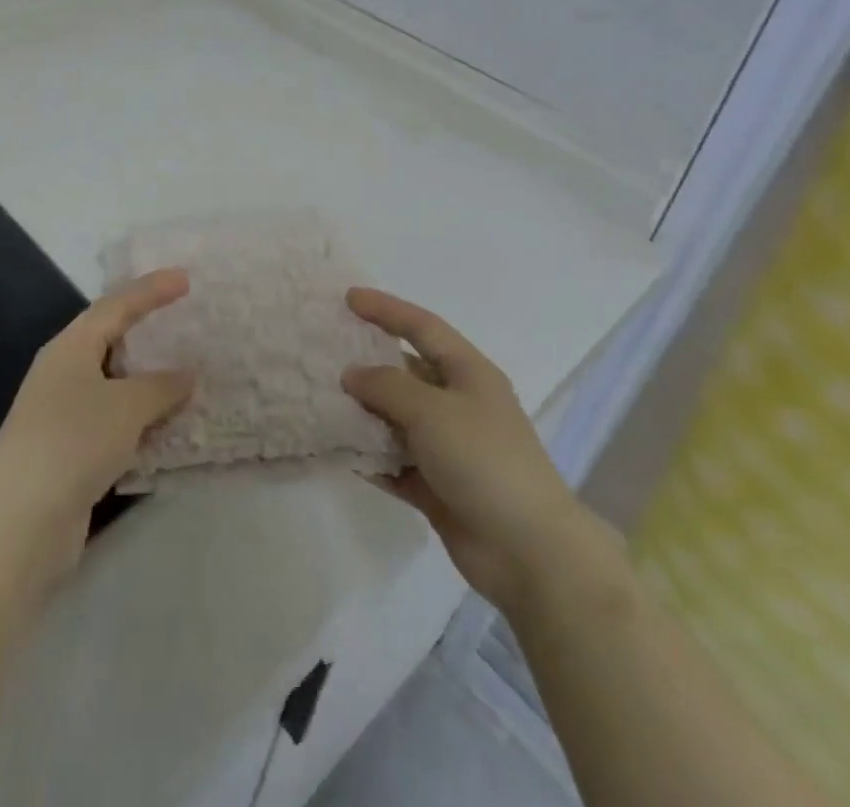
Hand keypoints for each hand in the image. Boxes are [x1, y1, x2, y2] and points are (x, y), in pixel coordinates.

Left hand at [0, 269, 195, 587]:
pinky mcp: (71, 453)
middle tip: (186, 325)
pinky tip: (169, 429)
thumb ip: (161, 386)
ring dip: (150, 384)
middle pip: (112, 342)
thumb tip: (187, 374)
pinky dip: (142, 422)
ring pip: (116, 386)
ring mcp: (65, 415)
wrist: (18, 521)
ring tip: (189, 377)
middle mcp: (64, 373)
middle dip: (149, 334)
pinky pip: (116, 424)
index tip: (185, 279)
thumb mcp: (126, 405)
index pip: (117, 306)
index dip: (151, 290)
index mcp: (71, 347)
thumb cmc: (73, 440)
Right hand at [342, 288, 594, 609]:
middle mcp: (459, 404)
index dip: (386, 309)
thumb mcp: (431, 410)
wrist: (528, 551)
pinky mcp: (438, 486)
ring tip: (322, 402)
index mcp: (468, 373)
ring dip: (365, 413)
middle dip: (368, 363)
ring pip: (397, 419)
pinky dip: (372, 457)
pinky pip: (396, 461)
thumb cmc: (483, 460)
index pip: (422, 327)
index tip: (349, 299)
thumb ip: (387, 386)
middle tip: (326, 354)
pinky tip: (341, 452)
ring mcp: (449, 447)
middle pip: (406, 372)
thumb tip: (353, 374)